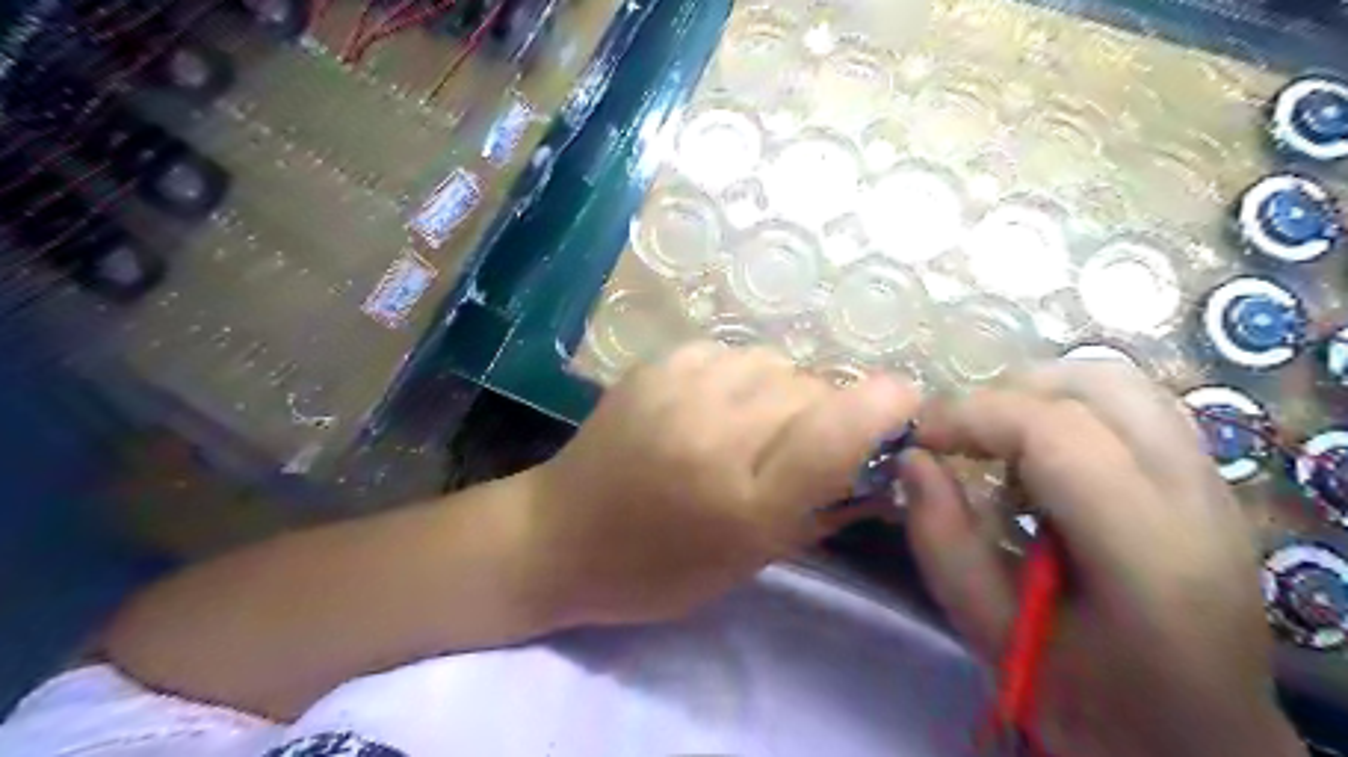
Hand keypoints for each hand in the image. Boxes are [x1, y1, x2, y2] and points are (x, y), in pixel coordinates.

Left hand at [532, 342, 922, 625]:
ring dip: (784, 392)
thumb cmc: (656, 570)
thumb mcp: (749, 561)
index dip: (884, 406)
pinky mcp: (655, 363)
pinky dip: (743, 378)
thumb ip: (822, 509)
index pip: (835, 431)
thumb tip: (885, 470)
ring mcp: (678, 388)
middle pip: (810, 389)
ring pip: (775, 364)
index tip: (904, 403)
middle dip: (826, 412)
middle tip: (802, 445)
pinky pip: (733, 354)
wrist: (557, 534)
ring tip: (753, 426)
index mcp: (741, 501)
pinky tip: (716, 406)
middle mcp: (713, 432)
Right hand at [904, 360, 1306, 755]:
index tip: (919, 438)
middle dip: (1007, 396)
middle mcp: (1197, 500)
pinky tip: (1042, 460)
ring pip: (1120, 383)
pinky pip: (1132, 407)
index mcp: (1147, 554)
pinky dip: (1070, 410)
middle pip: (1097, 387)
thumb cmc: (1090, 702)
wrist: (1197, 741)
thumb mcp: (990, 634)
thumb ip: (942, 542)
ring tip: (997, 445)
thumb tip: (910, 459)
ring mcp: (1214, 484)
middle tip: (958, 438)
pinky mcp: (1207, 480)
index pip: (1055, 432)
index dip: (973, 416)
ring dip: (1039, 396)